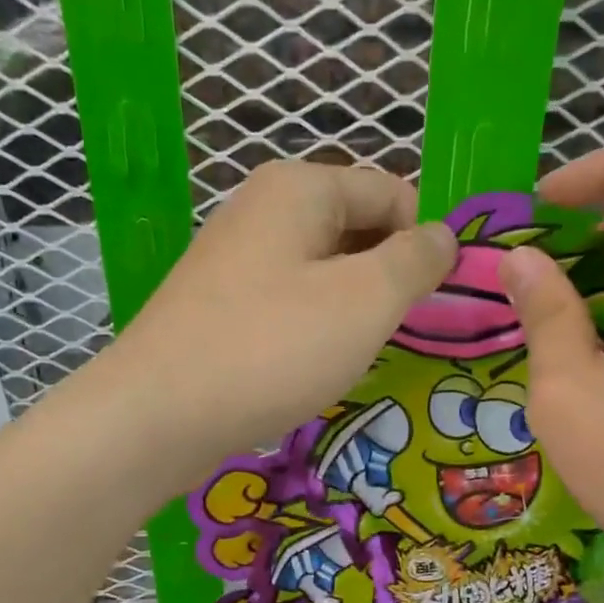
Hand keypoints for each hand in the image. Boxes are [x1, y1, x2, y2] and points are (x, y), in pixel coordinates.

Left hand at [103, 162, 454, 476]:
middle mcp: (264, 209)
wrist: (158, 415)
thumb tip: (444, 235)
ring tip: (354, 351)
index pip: (392, 192)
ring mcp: (236, 257)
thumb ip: (415, 260)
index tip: (432, 302)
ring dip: (352, 305)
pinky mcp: (221, 303)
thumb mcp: (366, 300)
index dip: (423, 242)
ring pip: (324, 268)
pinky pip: (290, 299)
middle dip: (387, 274)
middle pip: (356, 226)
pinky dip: (314, 325)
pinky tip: (313, 363)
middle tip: (394, 331)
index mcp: (300, 187)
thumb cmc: (273, 348)